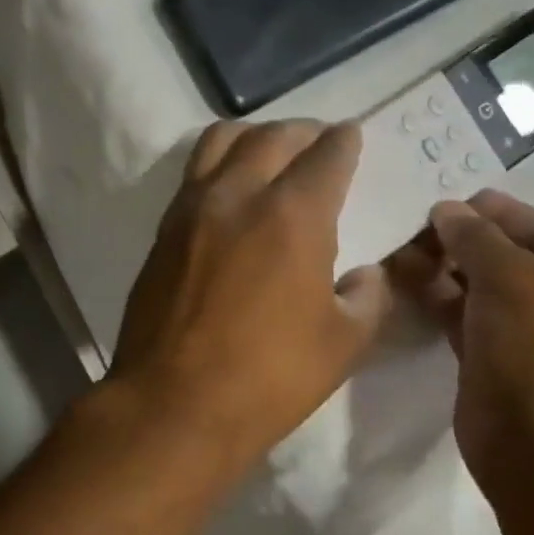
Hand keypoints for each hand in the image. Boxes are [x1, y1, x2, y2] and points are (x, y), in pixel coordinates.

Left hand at [109, 121, 395, 461]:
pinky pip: (194, 172)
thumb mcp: (343, 343)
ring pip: (222, 140)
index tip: (351, 136)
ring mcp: (193, 207)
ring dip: (255, 136)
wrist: (173, 403)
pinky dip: (220, 163)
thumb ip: (368, 297)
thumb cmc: (268, 377)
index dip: (345, 141)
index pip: (326, 155)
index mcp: (292, 215)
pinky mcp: (164, 228)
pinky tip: (232, 189)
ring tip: (270, 153)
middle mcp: (239, 194)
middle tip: (318, 142)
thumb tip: (369, 275)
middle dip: (304, 131)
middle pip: (273, 135)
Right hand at [391, 191, 533, 502]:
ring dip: (448, 271)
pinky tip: (408, 283)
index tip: (442, 203)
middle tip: (414, 229)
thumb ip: (476, 238)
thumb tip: (446, 208)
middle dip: (464, 243)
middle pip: (513, 260)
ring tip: (402, 252)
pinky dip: (442, 303)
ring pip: (487, 292)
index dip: (494, 213)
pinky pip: (470, 323)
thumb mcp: (513, 280)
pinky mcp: (503, 369)